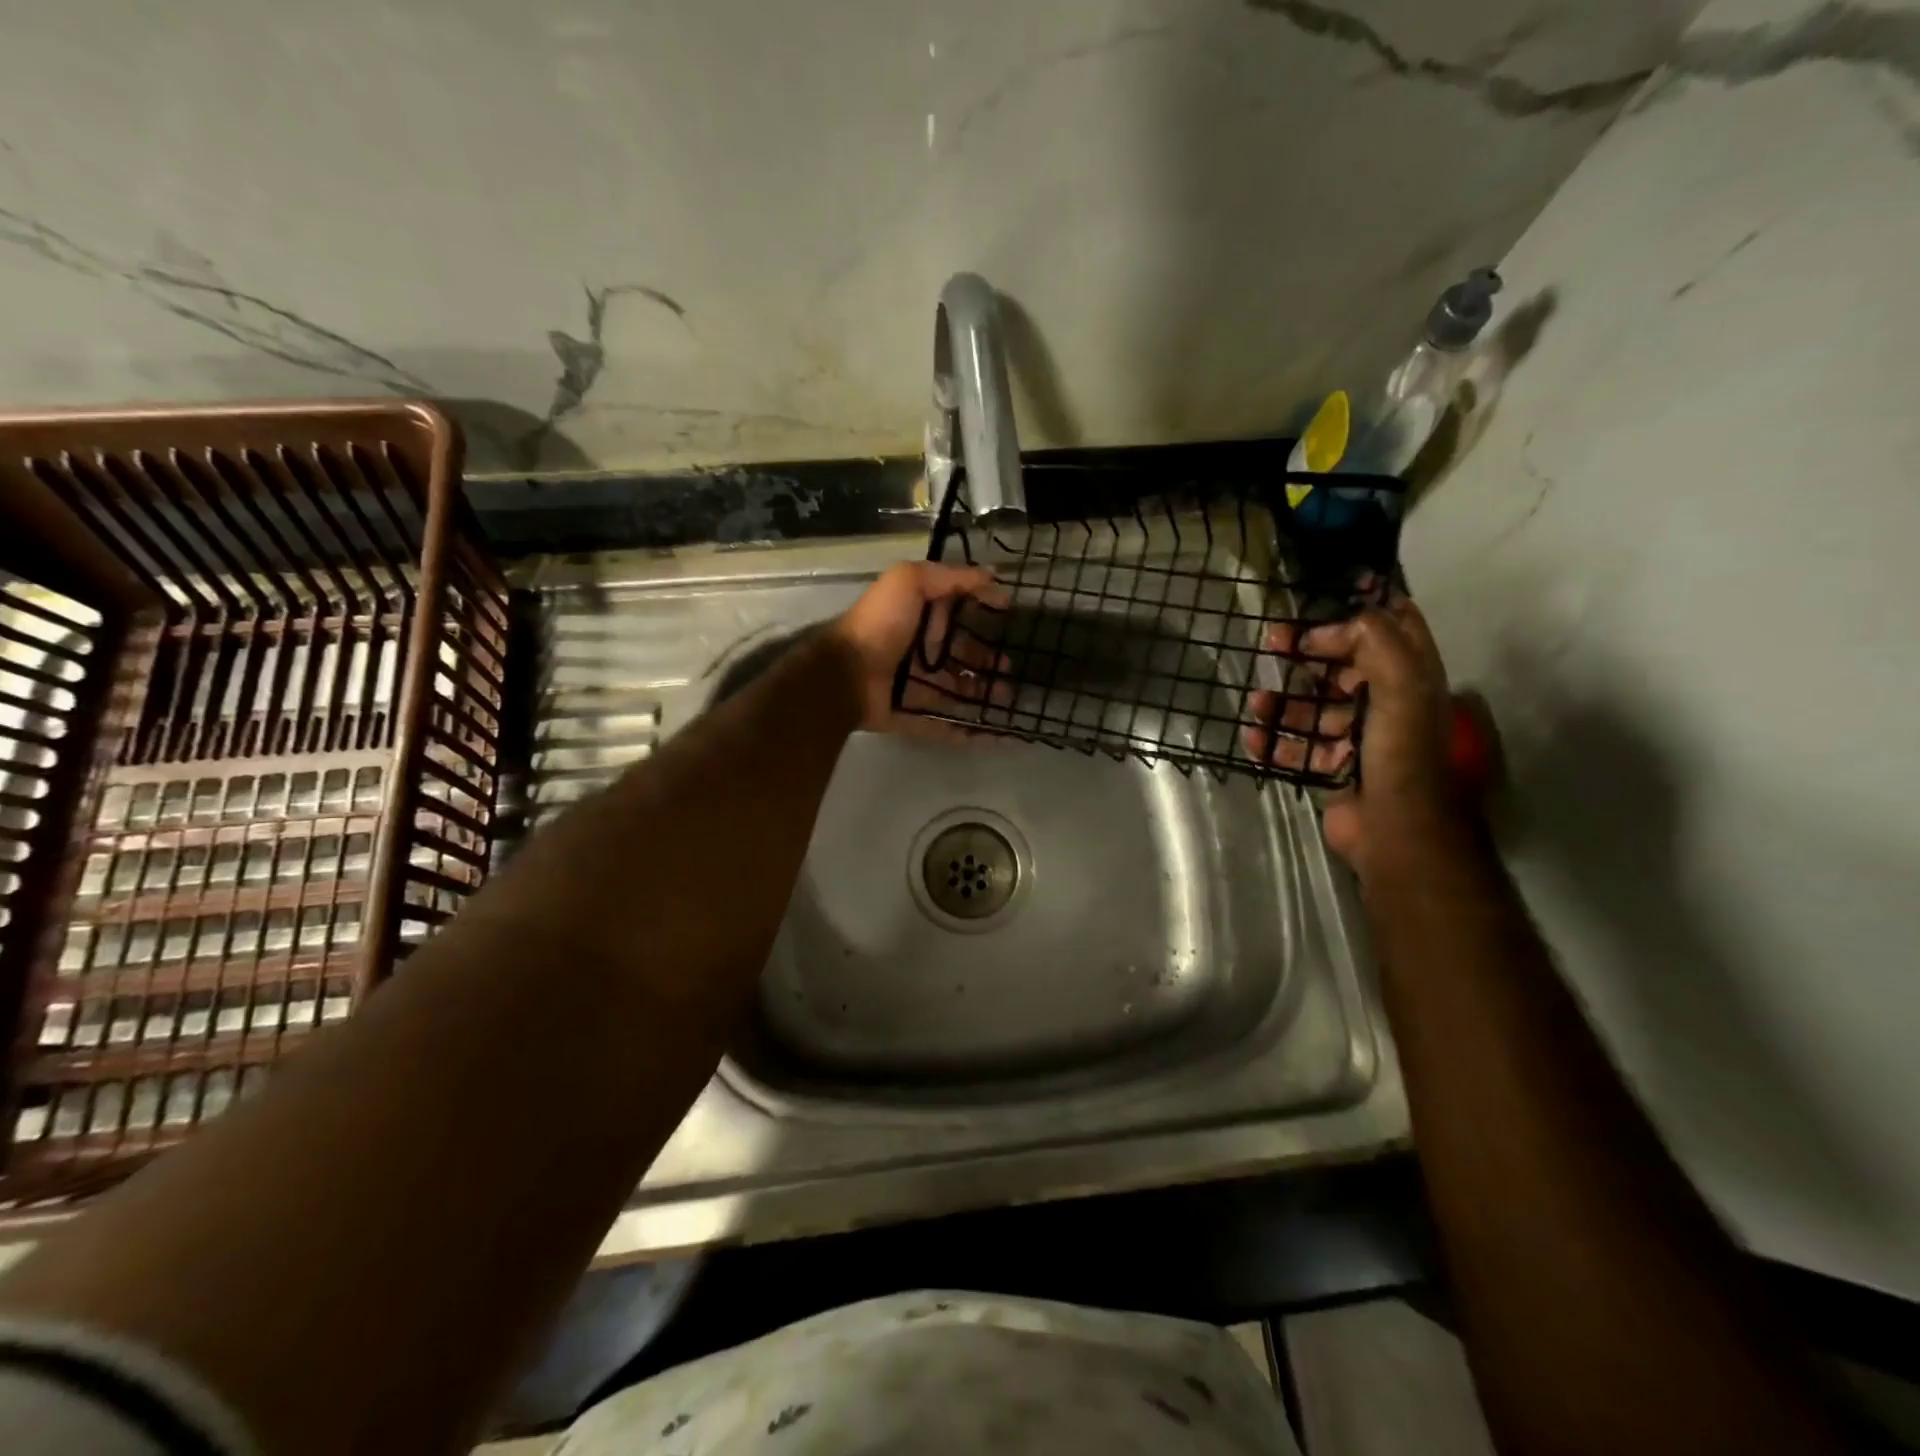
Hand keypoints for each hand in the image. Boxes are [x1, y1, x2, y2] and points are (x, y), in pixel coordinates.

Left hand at [827, 561, 1010, 735]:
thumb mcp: (910, 581)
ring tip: (1008, 700)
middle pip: (960, 659)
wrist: (845, 673)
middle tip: (1012, 672)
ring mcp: (912, 688)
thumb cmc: (880, 624)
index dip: (983, 622)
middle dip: (987, 665)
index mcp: (918, 620)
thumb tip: (994, 577)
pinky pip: (943, 726)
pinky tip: (996, 735)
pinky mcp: (910, 717)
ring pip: (955, 694)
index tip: (1009, 626)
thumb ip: (951, 576)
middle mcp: (916, 652)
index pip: (957, 620)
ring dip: (983, 697)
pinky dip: (968, 734)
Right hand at [1241, 594, 1459, 872]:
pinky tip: (1254, 738)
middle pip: (1343, 668)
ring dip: (1284, 703)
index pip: (1390, 631)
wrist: (1395, 829)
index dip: (1355, 616)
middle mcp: (1388, 704)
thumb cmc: (1400, 751)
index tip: (1316, 613)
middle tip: (1273, 644)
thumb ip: (1375, 641)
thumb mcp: (1400, 685)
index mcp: (1411, 679)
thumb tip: (1333, 626)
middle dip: (1308, 654)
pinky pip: (1298, 747)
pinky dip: (1274, 743)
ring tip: (1257, 701)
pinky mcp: (1334, 767)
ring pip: (1315, 709)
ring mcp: (1359, 738)